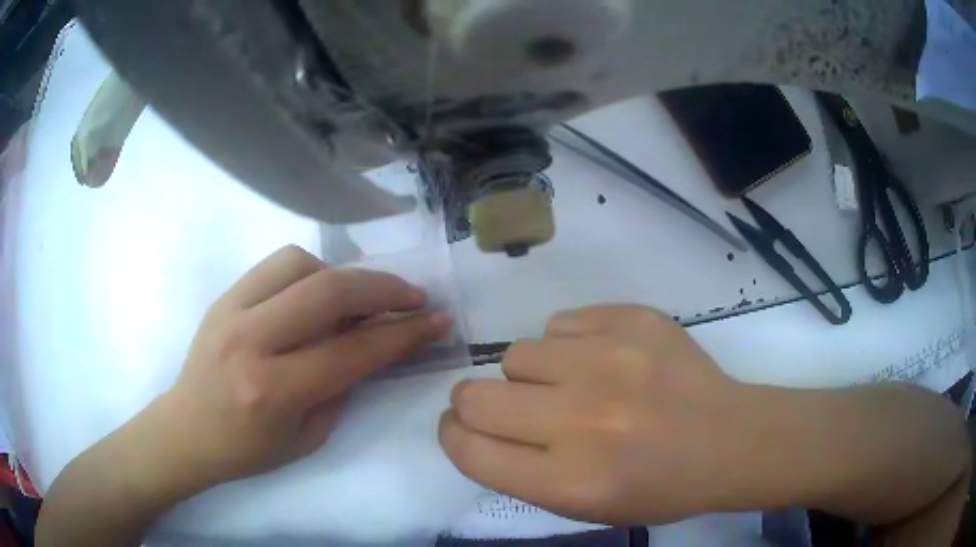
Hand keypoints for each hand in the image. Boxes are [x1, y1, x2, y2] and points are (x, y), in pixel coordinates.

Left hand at [151, 245, 451, 491]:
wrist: (186, 430)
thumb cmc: (247, 449)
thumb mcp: (307, 437)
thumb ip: (341, 388)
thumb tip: (371, 344)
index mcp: (272, 391)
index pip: (351, 351)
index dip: (403, 333)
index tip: (437, 319)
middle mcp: (250, 342)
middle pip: (328, 292)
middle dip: (383, 288)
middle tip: (413, 297)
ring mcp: (230, 311)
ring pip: (300, 264)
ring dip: (340, 276)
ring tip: (354, 300)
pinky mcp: (223, 296)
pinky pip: (276, 264)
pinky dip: (309, 271)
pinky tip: (316, 293)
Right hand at [439, 304, 754, 524]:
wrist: (728, 440)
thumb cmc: (656, 487)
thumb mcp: (581, 507)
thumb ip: (518, 473)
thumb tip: (474, 425)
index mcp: (569, 482)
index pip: (469, 449)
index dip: (454, 436)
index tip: (463, 428)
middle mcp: (583, 421)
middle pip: (475, 396)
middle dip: (478, 404)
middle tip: (513, 409)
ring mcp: (611, 361)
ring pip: (516, 354)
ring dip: (532, 375)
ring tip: (574, 386)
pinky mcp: (633, 320)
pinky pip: (560, 323)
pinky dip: (569, 345)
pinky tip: (604, 362)